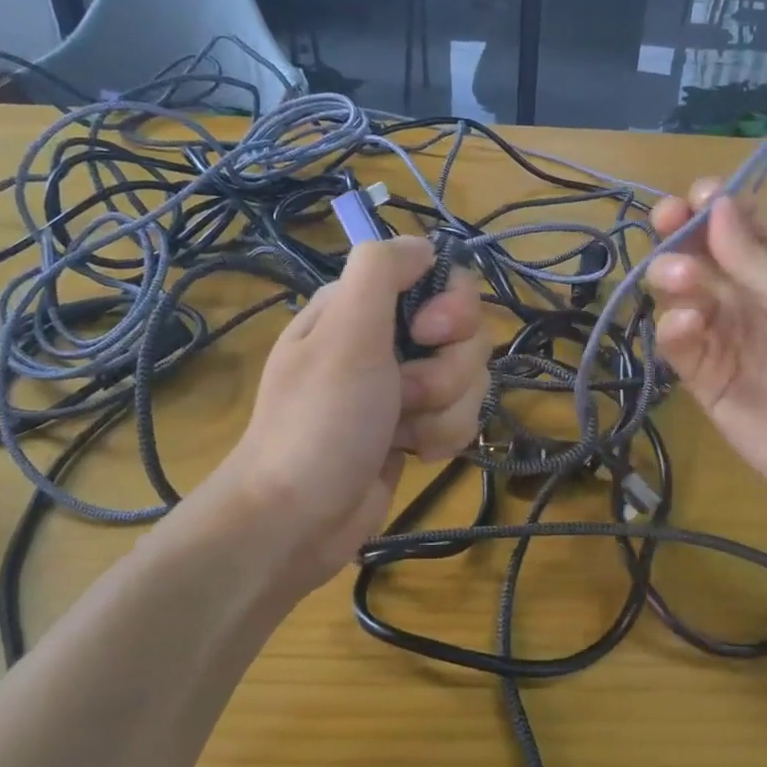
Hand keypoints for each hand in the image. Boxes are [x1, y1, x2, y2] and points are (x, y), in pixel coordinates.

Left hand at [198, 237, 489, 594]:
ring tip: (401, 433)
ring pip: (469, 379)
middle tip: (402, 396)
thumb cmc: (319, 421)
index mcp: (364, 306)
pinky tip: (411, 453)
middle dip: (445, 372)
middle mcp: (387, 339)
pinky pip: (460, 416)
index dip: (451, 307)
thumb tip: (424, 245)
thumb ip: (381, 271)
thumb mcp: (345, 334)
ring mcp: (403, 386)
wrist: (297, 520)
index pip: (441, 279)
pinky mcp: (416, 427)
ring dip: (442, 411)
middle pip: (466, 333)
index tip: (428, 335)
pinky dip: (441, 437)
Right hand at [646, 181, 766, 529]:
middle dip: (681, 235)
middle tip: (665, 223)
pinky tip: (686, 325)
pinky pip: (679, 345)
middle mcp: (750, 302)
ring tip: (680, 280)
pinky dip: (674, 328)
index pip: (739, 231)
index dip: (714, 209)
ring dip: (674, 277)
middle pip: (702, 258)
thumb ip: (754, 258)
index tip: (694, 196)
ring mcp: (725, 341)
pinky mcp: (706, 382)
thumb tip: (717, 203)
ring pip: (682, 297)